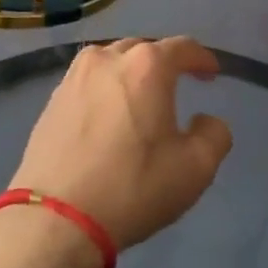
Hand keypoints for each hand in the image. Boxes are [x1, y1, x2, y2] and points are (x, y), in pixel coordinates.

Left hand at [12, 37, 234, 249]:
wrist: (55, 220)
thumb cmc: (132, 187)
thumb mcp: (196, 168)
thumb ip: (214, 134)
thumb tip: (204, 120)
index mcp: (146, 66)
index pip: (183, 47)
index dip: (202, 58)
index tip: (211, 74)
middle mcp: (108, 58)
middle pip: (145, 49)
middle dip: (165, 64)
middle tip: (178, 87)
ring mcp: (74, 76)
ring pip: (113, 61)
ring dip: (132, 73)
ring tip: (141, 98)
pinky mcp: (52, 99)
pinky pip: (89, 81)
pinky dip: (106, 89)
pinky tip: (109, 114)